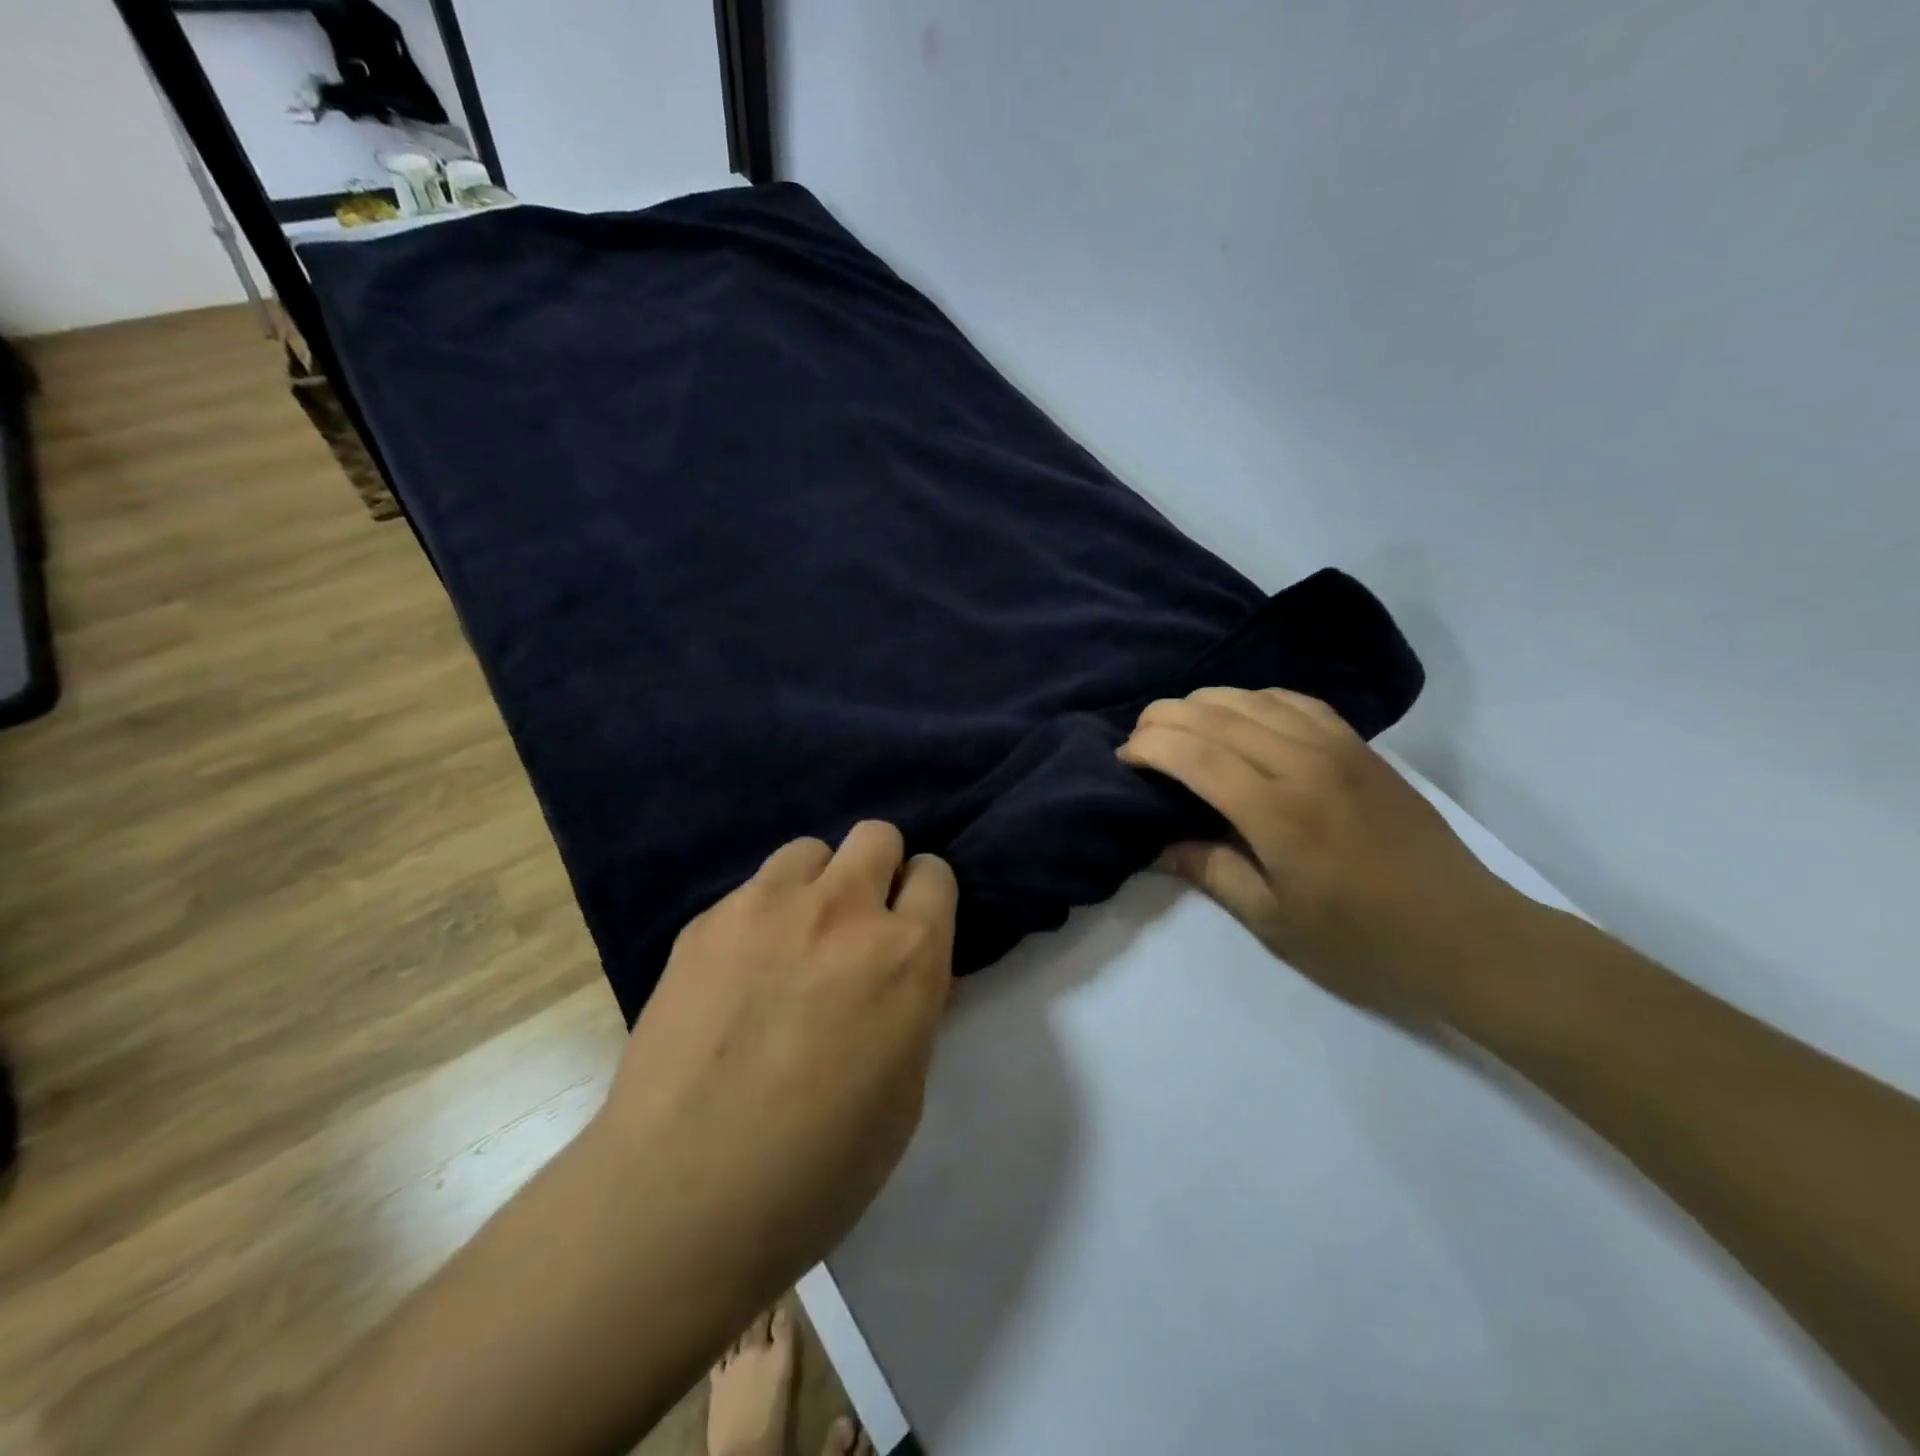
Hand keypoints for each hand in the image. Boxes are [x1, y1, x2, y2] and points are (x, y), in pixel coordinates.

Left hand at [594, 822, 956, 1296]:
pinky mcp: (707, 922)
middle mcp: (844, 910)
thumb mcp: (904, 1093)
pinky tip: (736, 975)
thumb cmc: (819, 1167)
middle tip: (858, 925)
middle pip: (876, 835)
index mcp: (907, 954)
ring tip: (793, 940)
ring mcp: (768, 907)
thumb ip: (915, 1011)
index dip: (925, 897)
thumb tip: (915, 977)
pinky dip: (759, 917)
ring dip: (816, 885)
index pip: (935, 873)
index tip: (911, 926)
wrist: (682, 1196)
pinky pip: (750, 892)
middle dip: (877, 870)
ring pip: (809, 851)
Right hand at [1119, 687, 1531, 1018]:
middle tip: (1140, 740)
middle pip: (1215, 714)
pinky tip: (1240, 716)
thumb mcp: (1273, 921)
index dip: (1149, 746)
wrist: (1465, 934)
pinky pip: (1294, 701)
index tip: (1124, 757)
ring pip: (1251, 698)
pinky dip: (1253, 699)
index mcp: (1277, 812)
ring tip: (1179, 725)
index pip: (1193, 754)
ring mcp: (1337, 747)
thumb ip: (1211, 871)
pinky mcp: (1360, 745)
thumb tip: (1159, 844)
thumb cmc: (1361, 941)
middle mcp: (1303, 763)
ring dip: (1204, 703)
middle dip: (1164, 718)